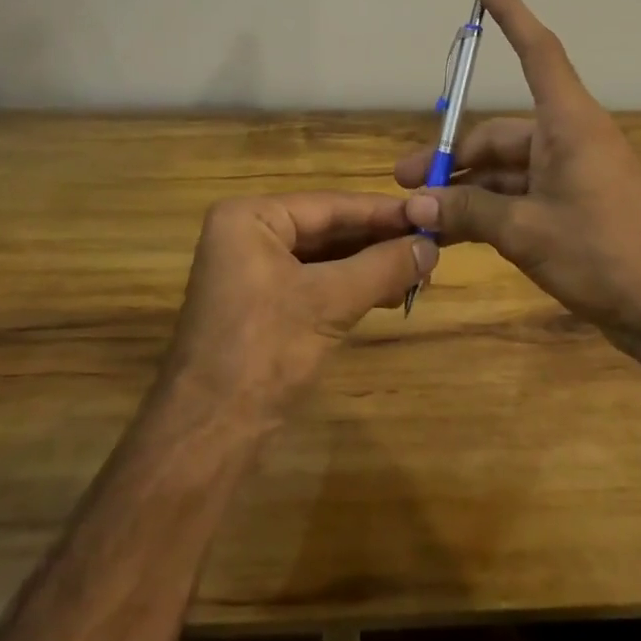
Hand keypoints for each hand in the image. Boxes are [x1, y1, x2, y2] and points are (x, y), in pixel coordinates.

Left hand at [164, 192, 434, 423]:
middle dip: (378, 242)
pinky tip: (389, 294)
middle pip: (327, 229)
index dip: (383, 212)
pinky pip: (315, 283)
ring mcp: (253, 272)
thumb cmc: (264, 351)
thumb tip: (431, 245)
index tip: (429, 214)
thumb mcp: (330, 302)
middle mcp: (247, 235)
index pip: (329, 205)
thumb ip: (382, 267)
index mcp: (250, 218)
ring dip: (370, 266)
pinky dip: (351, 288)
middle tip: (431, 247)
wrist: (209, 434)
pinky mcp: (262, 305)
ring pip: (324, 258)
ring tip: (420, 274)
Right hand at [396, 0, 640, 360]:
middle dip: (453, 156)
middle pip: (500, 133)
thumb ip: (468, 212)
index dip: (510, 15)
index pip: (537, 51)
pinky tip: (455, 232)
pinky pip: (521, 194)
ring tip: (423, 216)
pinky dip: (490, 208)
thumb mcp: (526, 232)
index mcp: (569, 124)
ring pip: (506, 169)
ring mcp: (574, 175)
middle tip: (408, 181)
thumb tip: (416, 206)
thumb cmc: (603, 255)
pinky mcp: (575, 206)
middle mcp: (570, 139)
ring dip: (467, 189)